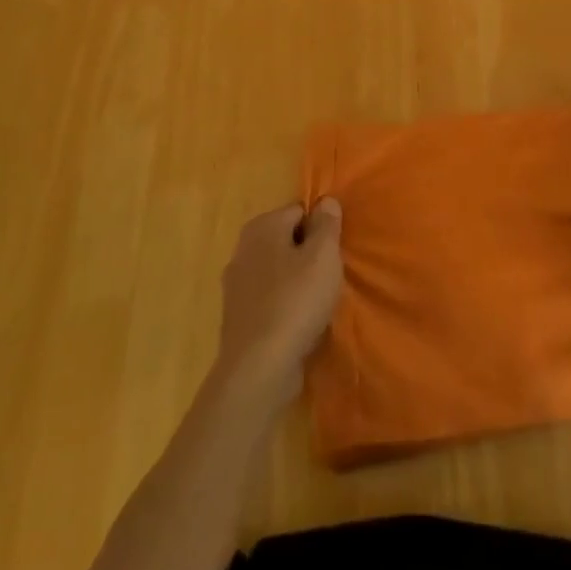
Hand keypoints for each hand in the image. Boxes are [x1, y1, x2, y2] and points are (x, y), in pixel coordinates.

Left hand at [214, 199, 343, 407]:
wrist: (259, 368)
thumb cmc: (296, 301)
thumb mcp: (323, 254)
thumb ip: (327, 223)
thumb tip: (325, 201)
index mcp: (261, 227)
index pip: (300, 211)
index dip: (321, 228)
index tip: (334, 252)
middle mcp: (243, 249)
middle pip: (287, 240)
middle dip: (309, 254)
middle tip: (329, 276)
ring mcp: (236, 286)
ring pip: (278, 271)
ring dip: (298, 281)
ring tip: (318, 301)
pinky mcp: (237, 317)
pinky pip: (269, 299)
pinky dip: (285, 305)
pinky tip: (300, 322)